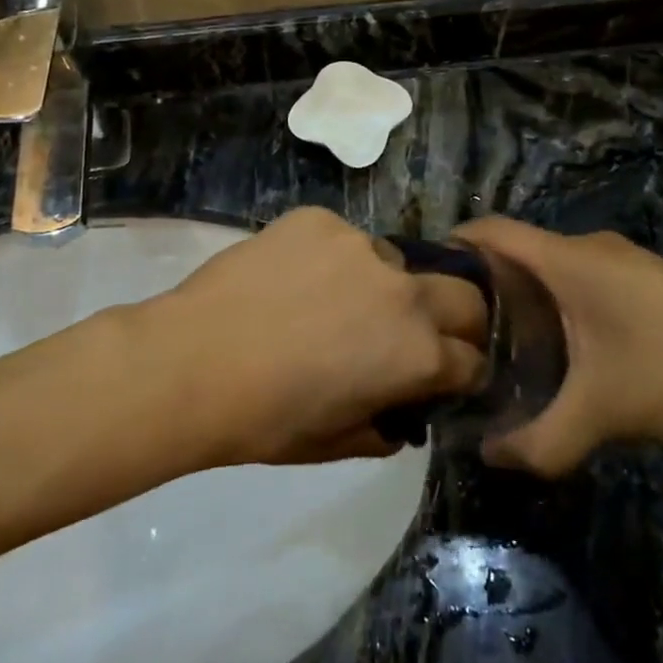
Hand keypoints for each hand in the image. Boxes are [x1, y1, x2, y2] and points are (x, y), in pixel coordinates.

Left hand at [136, 208, 487, 466]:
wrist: (190, 363)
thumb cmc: (266, 419)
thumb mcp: (337, 443)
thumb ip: (385, 426)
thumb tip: (399, 414)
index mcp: (418, 353)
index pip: (472, 359)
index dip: (460, 373)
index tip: (443, 376)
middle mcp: (405, 291)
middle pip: (465, 296)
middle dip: (456, 319)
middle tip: (414, 334)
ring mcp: (361, 246)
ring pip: (397, 262)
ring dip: (385, 285)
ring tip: (335, 302)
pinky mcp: (320, 219)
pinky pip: (345, 238)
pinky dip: (334, 259)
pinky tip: (295, 279)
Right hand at [452, 219, 662, 477]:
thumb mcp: (603, 414)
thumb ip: (539, 440)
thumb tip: (490, 456)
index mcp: (570, 261)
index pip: (493, 230)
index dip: (455, 244)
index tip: (429, 283)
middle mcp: (590, 248)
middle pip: (518, 251)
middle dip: (485, 285)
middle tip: (459, 332)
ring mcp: (621, 261)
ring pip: (551, 267)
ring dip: (524, 297)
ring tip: (502, 346)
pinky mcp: (644, 280)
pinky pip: (581, 279)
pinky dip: (557, 303)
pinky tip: (562, 350)